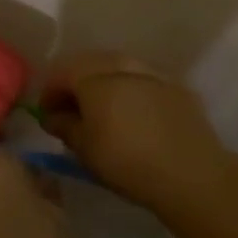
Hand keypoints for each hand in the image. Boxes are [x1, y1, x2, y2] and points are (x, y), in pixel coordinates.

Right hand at [37, 53, 233, 209]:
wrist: (191, 173)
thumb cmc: (128, 162)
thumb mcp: (86, 150)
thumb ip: (65, 127)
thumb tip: (53, 115)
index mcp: (96, 78)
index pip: (63, 72)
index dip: (50, 91)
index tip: (46, 113)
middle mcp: (123, 65)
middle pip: (91, 64)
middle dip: (77, 82)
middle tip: (71, 109)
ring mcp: (153, 72)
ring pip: (119, 67)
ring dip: (104, 83)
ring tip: (102, 111)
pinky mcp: (176, 86)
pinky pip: (144, 80)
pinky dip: (130, 90)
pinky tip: (133, 113)